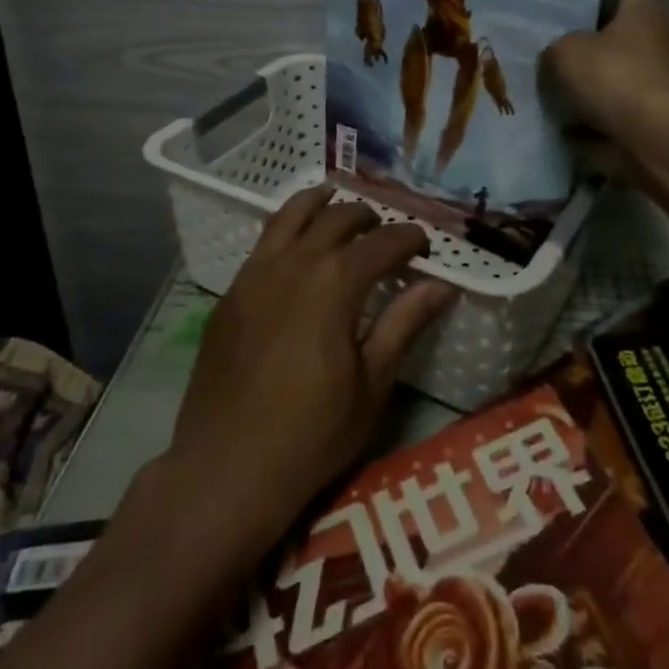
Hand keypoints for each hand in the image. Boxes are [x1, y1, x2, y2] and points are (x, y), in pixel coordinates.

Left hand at [164, 187, 454, 547]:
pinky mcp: (231, 292)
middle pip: (336, 218)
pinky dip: (286, 228)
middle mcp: (295, 262)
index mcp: (335, 282)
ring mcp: (256, 273)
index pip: (382, 242)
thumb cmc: (312, 433)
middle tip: (384, 231)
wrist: (226, 467)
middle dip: (366, 217)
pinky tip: (295, 244)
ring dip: (319, 204)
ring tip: (335, 200)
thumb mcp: (372, 384)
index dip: (408, 238)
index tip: (424, 245)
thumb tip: (442, 285)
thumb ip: (404, 324)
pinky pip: (263, 242)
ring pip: (290, 215)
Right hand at [540, 0, 668, 175]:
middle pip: (620, 46)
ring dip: (601, 96)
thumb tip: (557, 60)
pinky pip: (632, 116)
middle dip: (593, 61)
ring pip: (626, 83)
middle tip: (558, 74)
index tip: (559, 38)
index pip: (613, 3)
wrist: (658, 137)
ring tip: (564, 111)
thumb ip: (556, 50)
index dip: (584, 19)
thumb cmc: (614, 77)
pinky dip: (610, 125)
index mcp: (648, 9)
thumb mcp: (564, 52)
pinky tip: (580, 136)